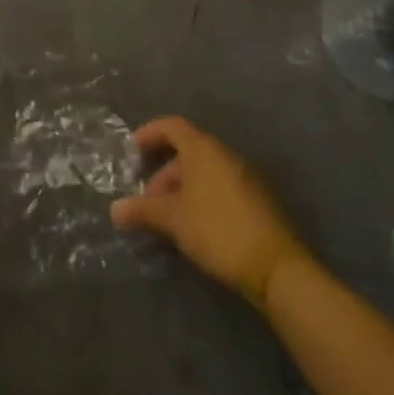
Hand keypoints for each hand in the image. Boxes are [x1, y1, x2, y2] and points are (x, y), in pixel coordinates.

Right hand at [110, 116, 311, 310]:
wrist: (279, 269)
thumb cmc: (218, 230)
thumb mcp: (173, 220)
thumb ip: (142, 211)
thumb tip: (114, 210)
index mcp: (204, 149)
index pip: (172, 126)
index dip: (150, 134)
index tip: (133, 151)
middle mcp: (226, 155)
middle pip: (188, 151)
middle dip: (164, 172)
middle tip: (150, 199)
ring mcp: (247, 177)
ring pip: (206, 171)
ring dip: (184, 187)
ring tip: (171, 218)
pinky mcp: (260, 201)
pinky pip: (223, 186)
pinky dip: (204, 197)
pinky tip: (197, 227)